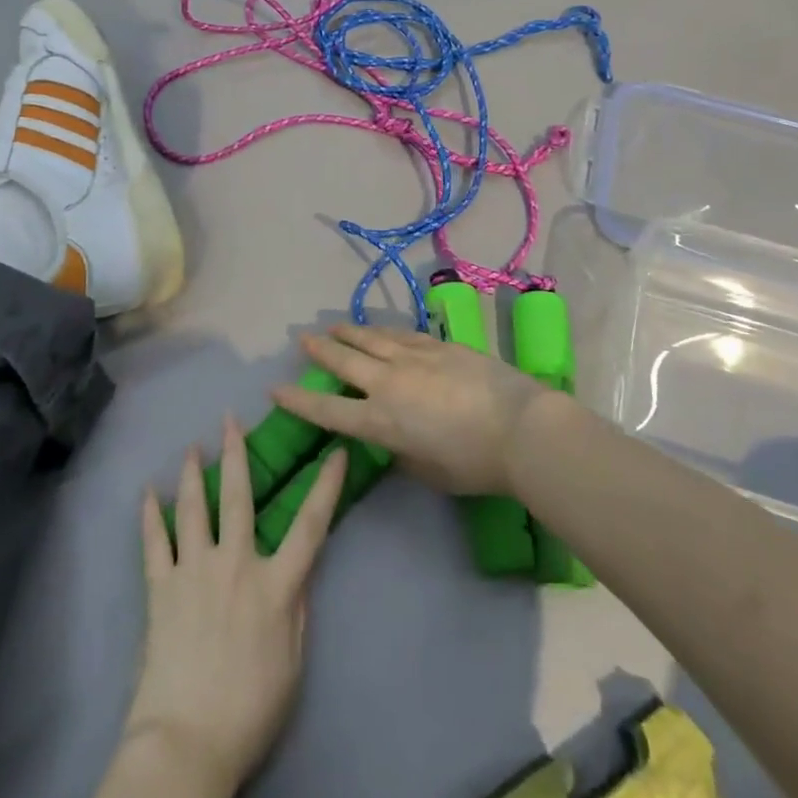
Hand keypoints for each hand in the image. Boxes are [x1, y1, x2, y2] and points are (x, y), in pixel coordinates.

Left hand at [125, 416, 347, 797]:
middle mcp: (236, 564)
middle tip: (230, 419)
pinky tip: (146, 494)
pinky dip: (150, 516)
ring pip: (193, 509)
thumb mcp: (293, 663)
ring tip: (190, 447)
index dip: (325, 486)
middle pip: (238, 497)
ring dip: (192, 474)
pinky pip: (154, 543)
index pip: (310, 525)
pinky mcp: (161, 589)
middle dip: (236, 454)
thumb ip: (297, 610)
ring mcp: (195, 572)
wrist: (187, 743)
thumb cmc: (251, 710)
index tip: (335, 452)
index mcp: (276, 585)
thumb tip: (299, 572)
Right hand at [271, 324, 558, 494]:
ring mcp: (415, 358)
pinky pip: (403, 334)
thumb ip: (402, 452)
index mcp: (380, 421)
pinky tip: (381, 329)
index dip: (298, 400)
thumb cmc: (474, 464)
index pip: (327, 410)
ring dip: (349, 332)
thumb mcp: (428, 471)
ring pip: (372, 339)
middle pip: (344, 360)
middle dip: (320, 350)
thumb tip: (395, 438)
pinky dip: (385, 332)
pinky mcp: (440, 345)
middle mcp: (389, 383)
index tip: (276, 389)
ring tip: (334, 326)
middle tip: (302, 340)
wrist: (521, 428)